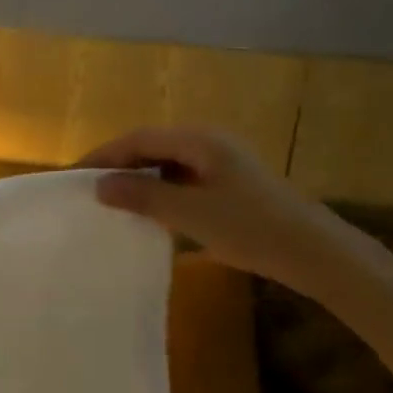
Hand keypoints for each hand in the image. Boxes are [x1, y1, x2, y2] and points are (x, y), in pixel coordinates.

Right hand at [75, 127, 355, 296]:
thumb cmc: (251, 228)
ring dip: (139, 180)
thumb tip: (99, 185)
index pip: (139, 139)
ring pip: (167, 165)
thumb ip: (142, 196)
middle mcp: (209, 144)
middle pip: (152, 147)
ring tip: (112, 202)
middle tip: (90, 189)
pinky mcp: (230, 186)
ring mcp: (222, 164)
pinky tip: (150, 214)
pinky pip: (183, 180)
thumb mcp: (190, 213)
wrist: (316, 254)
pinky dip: (160, 193)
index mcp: (199, 140)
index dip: (104, 155)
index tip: (75, 175)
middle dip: (119, 166)